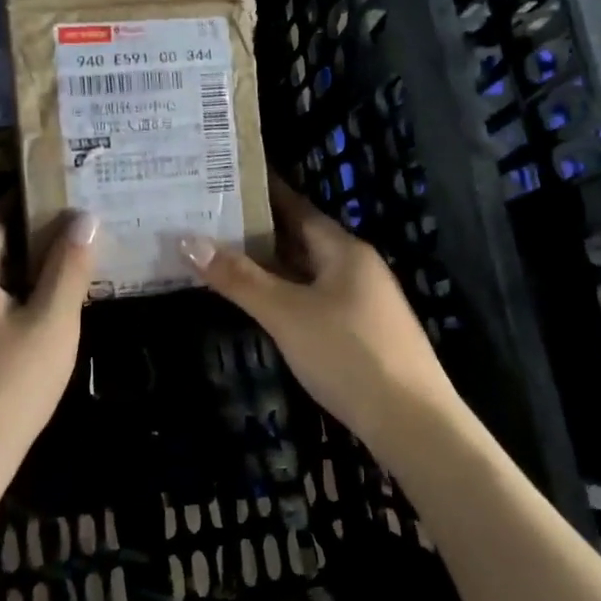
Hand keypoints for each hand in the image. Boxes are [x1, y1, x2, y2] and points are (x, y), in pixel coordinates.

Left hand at [0, 207, 98, 513]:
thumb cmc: (4, 394)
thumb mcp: (50, 327)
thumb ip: (68, 268)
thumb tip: (85, 217)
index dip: (35, 204)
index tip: (73, 198)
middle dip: (34, 242)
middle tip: (83, 240)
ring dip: (22, 277)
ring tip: (70, 276)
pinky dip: (5, 306)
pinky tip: (37, 323)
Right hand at [181, 177, 459, 449]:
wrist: (412, 422)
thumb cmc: (347, 355)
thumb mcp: (286, 313)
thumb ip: (239, 278)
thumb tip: (188, 240)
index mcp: (344, 250)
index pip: (297, 207)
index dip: (263, 192)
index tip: (226, 178)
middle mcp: (356, 267)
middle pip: (301, 238)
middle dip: (258, 229)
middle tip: (211, 217)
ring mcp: (361, 301)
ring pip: (307, 271)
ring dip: (270, 264)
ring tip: (224, 253)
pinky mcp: (360, 332)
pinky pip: (314, 298)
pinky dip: (284, 292)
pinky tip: (261, 301)